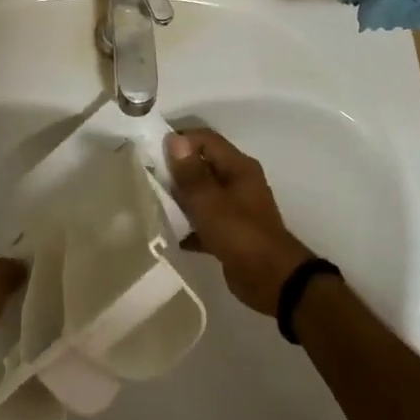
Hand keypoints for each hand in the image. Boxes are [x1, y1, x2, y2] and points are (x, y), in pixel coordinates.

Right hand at [165, 130, 312, 315]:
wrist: (272, 280)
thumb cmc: (240, 234)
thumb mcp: (209, 201)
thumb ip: (191, 172)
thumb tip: (174, 139)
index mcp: (238, 167)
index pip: (205, 139)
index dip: (179, 141)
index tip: (151, 153)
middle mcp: (239, 182)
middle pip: (203, 166)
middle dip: (176, 171)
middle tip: (147, 179)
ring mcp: (236, 208)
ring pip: (203, 195)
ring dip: (181, 200)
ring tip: (153, 205)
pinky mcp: (231, 232)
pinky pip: (205, 221)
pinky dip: (190, 226)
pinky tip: (171, 236)